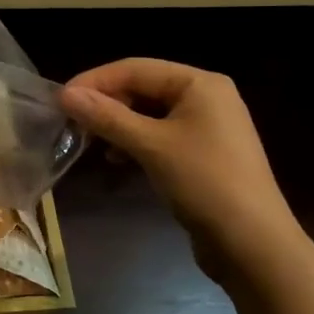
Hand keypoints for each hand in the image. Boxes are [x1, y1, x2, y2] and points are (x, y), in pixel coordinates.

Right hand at [61, 59, 306, 277]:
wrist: (253, 244)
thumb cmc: (204, 182)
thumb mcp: (150, 146)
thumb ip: (107, 117)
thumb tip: (65, 94)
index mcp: (199, 83)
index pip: (135, 68)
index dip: (95, 81)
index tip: (60, 100)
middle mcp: (205, 97)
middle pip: (143, 88)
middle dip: (106, 104)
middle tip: (71, 123)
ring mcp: (207, 127)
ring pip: (149, 114)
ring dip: (117, 124)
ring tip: (89, 141)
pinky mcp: (203, 154)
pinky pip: (160, 136)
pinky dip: (135, 143)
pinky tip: (117, 159)